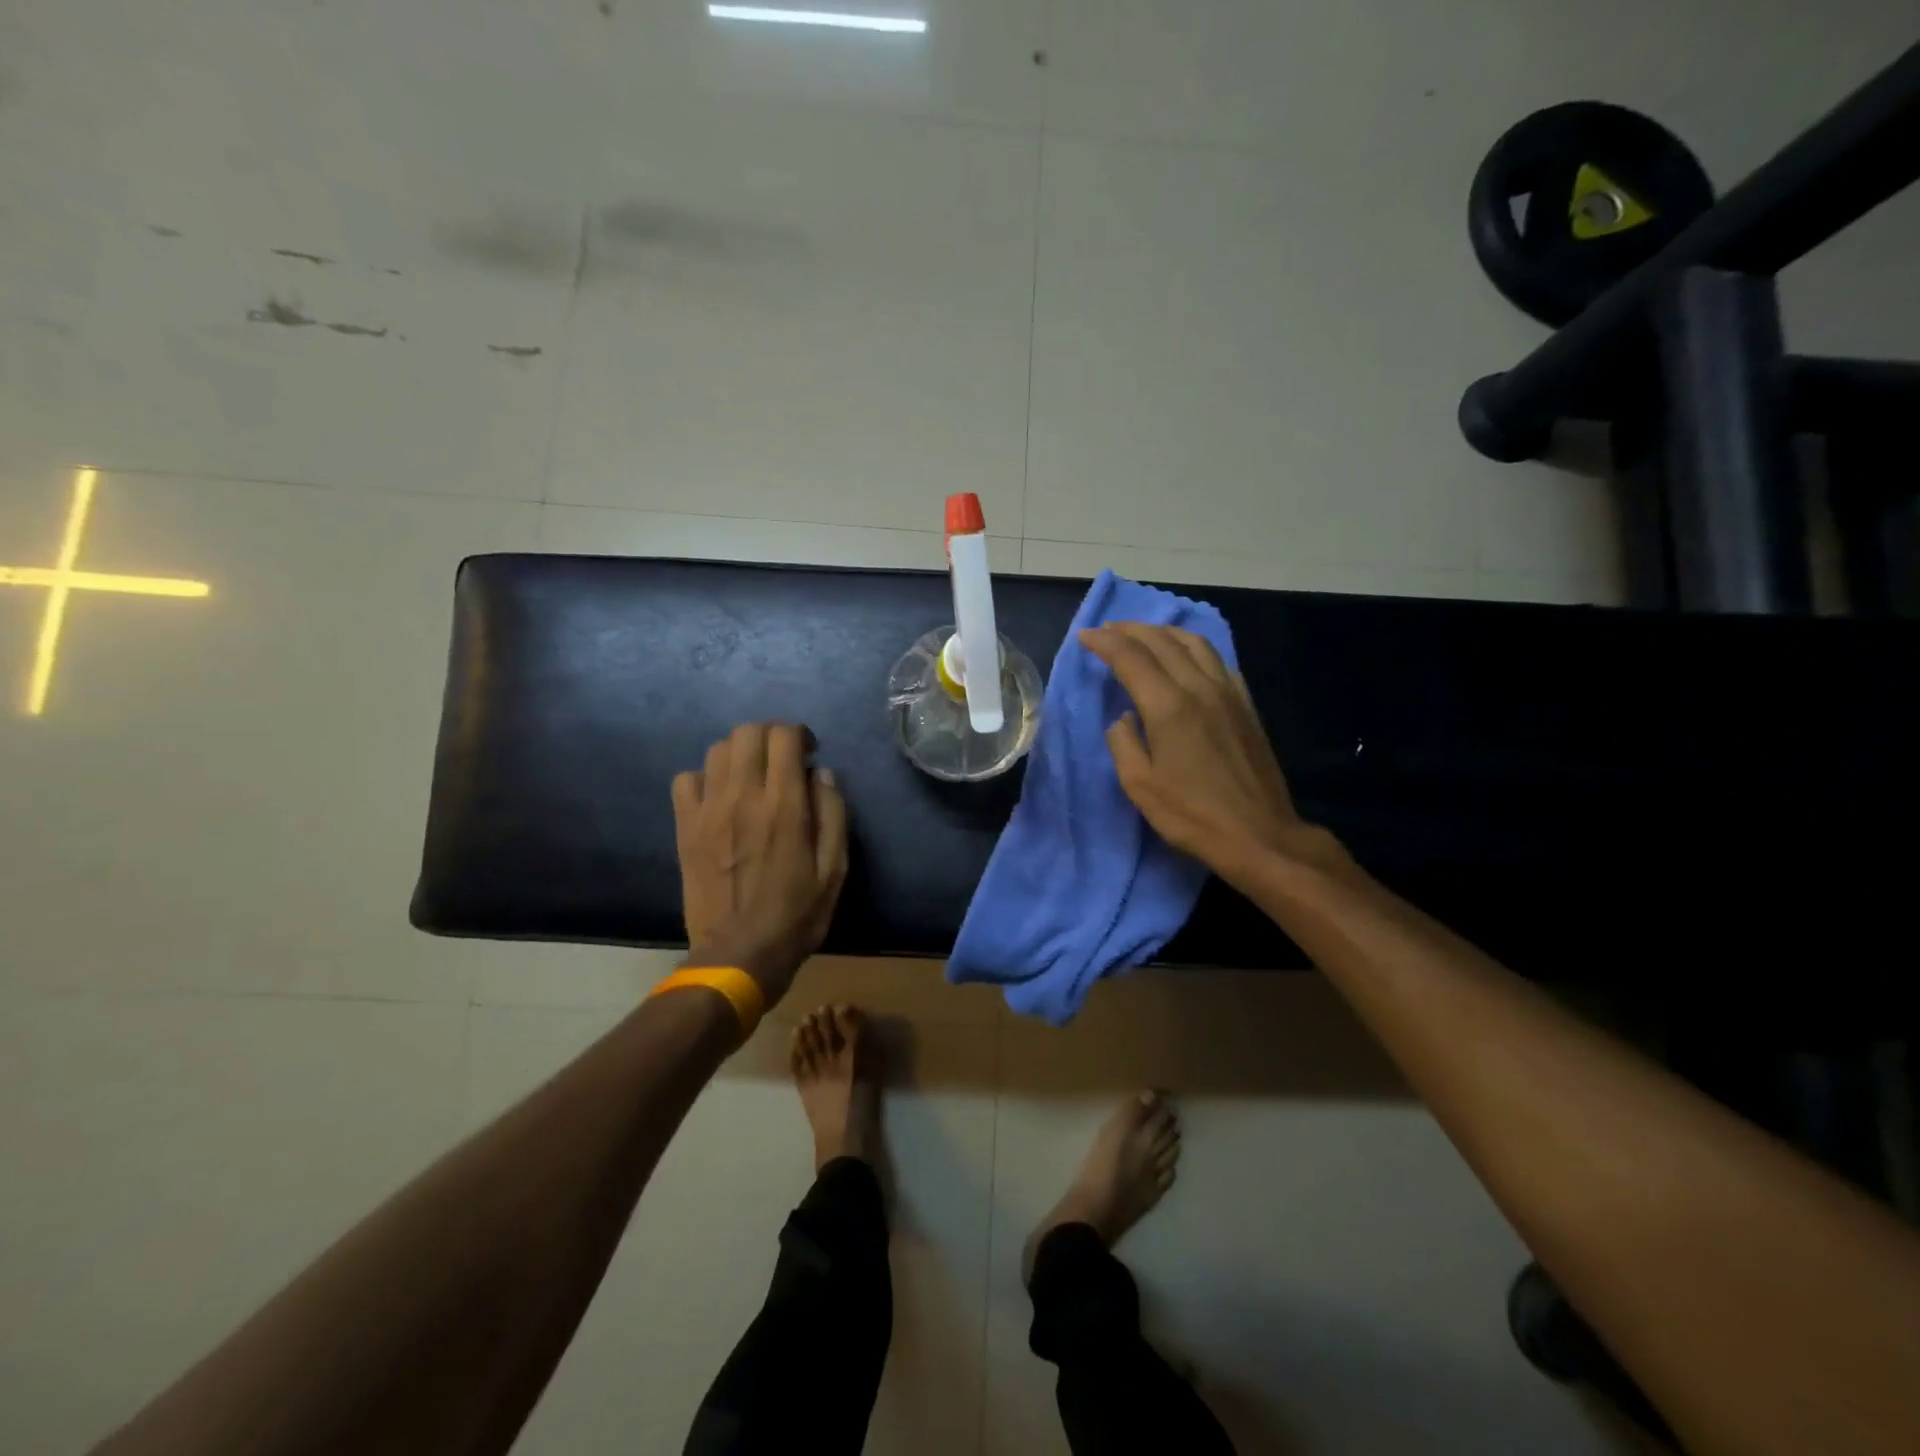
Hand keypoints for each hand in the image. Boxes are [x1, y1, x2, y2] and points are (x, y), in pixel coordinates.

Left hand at [672, 723, 848, 1006]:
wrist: (739, 954)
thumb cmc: (796, 914)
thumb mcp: (835, 869)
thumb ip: (833, 814)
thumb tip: (821, 773)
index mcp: (784, 806)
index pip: (784, 737)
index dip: (799, 735)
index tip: (808, 752)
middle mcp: (743, 797)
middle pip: (748, 732)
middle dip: (769, 735)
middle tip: (781, 759)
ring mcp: (708, 811)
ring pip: (717, 750)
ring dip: (740, 753)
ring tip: (752, 776)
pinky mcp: (685, 827)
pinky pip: (686, 779)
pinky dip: (705, 778)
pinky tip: (719, 797)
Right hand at [1081, 622, 1340, 888]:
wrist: (1259, 834)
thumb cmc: (1192, 815)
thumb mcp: (1140, 785)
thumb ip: (1123, 743)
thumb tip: (1124, 719)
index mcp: (1168, 706)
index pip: (1131, 658)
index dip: (1104, 642)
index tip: (1085, 636)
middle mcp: (1199, 688)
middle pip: (1162, 642)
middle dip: (1130, 630)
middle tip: (1107, 630)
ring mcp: (1228, 693)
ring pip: (1194, 643)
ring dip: (1163, 632)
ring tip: (1143, 634)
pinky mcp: (1246, 704)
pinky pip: (1217, 660)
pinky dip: (1193, 647)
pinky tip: (1186, 655)